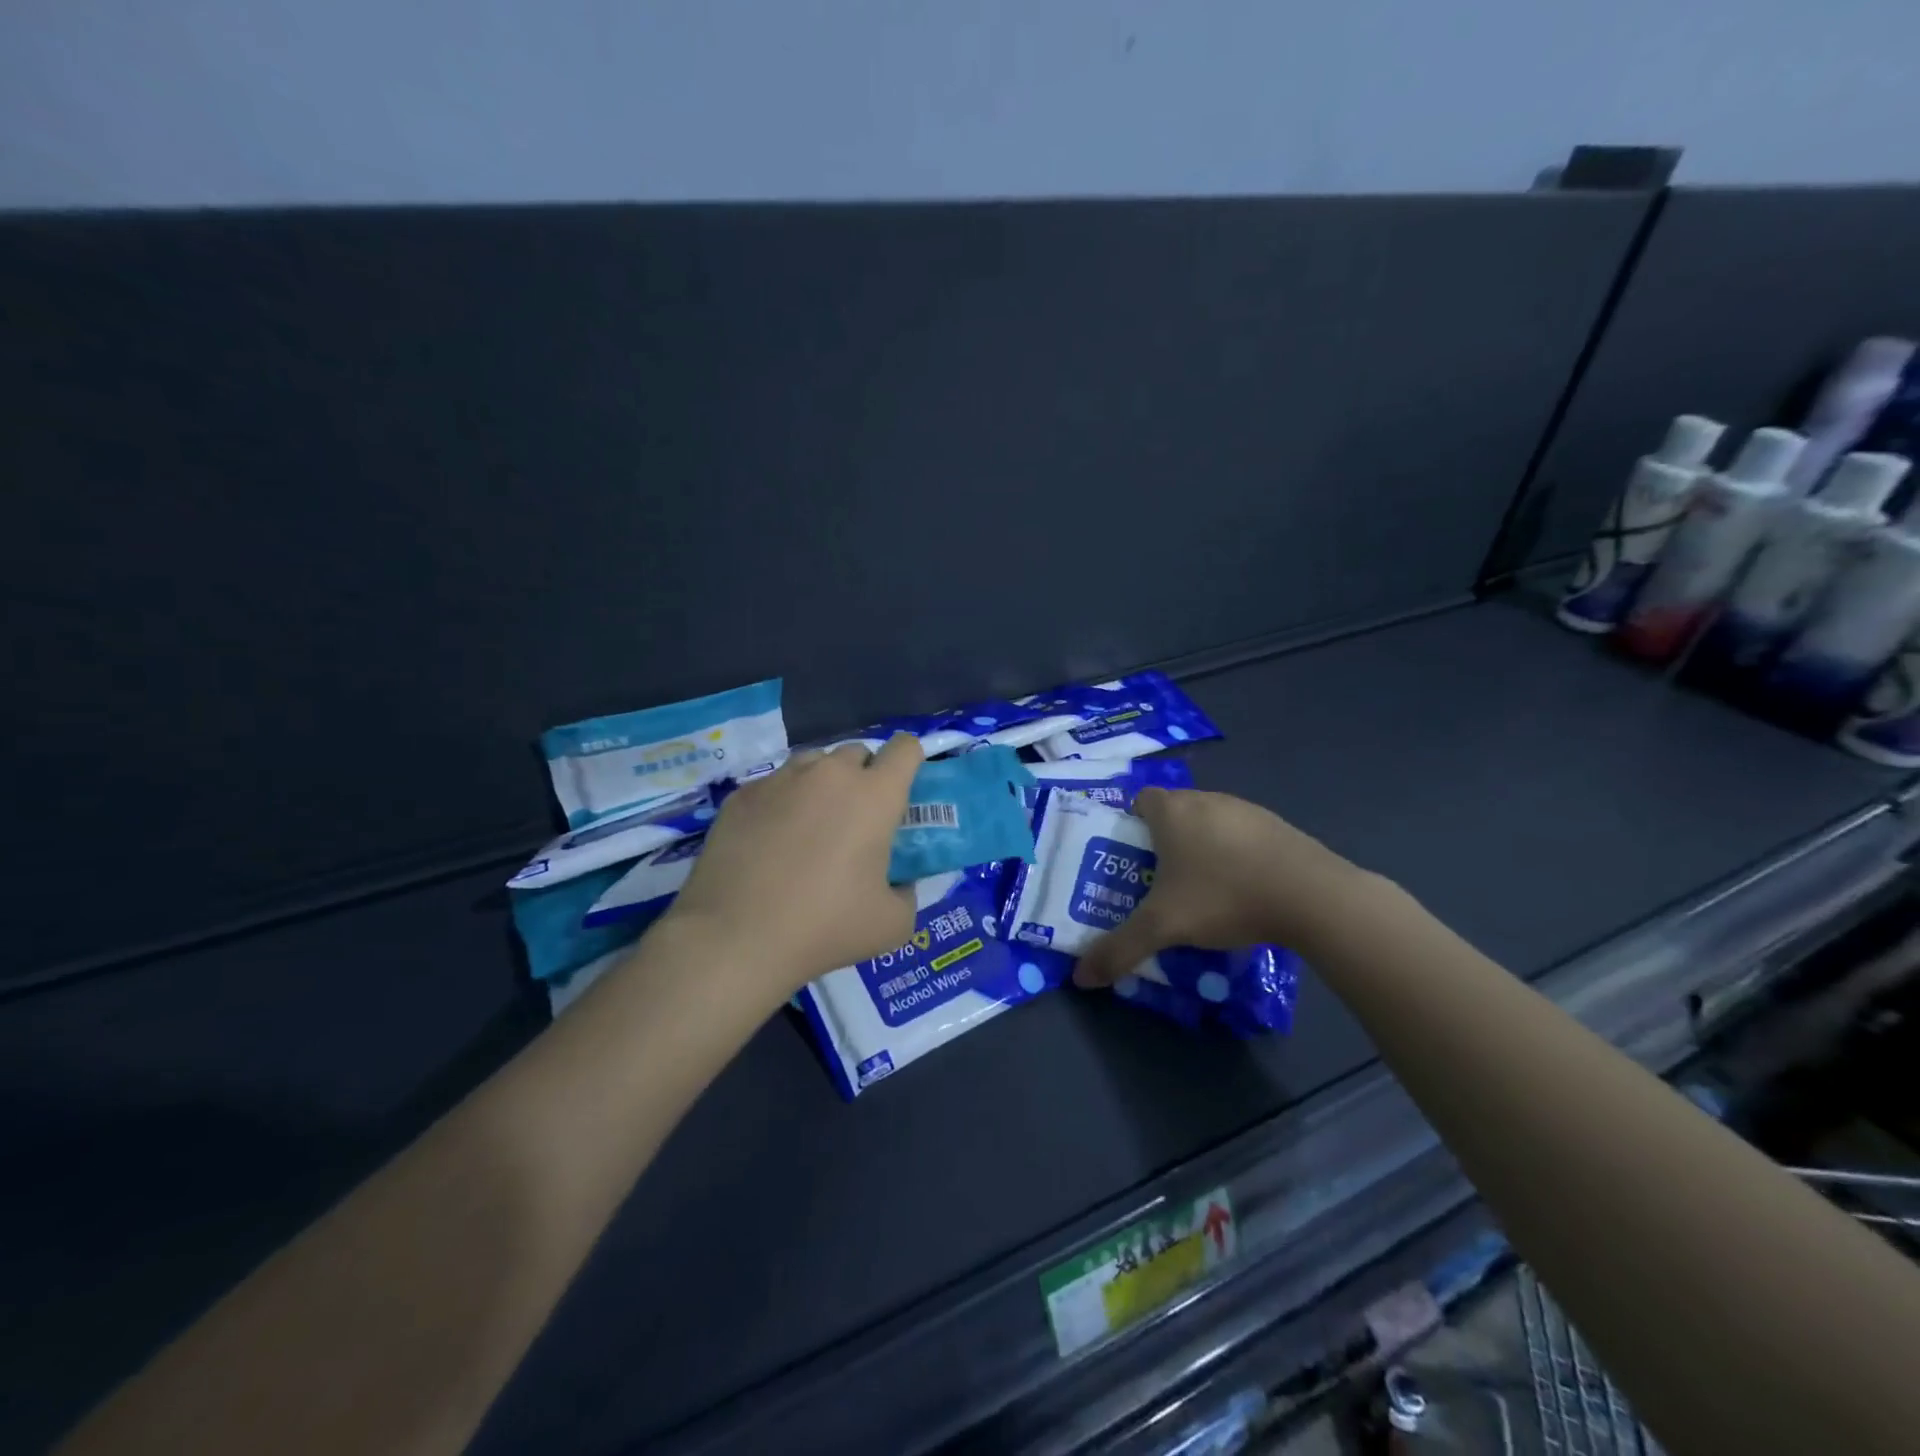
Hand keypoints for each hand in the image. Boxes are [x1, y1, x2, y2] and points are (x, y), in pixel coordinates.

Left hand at [661, 735, 921, 1002]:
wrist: (734, 939)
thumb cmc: (824, 928)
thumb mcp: (892, 924)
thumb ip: (907, 891)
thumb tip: (898, 881)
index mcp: (874, 795)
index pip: (905, 748)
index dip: (910, 761)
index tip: (903, 789)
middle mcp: (829, 774)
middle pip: (857, 752)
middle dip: (864, 776)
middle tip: (857, 820)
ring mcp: (781, 780)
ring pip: (814, 763)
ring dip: (823, 784)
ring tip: (813, 826)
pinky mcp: (742, 795)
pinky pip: (775, 785)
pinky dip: (783, 802)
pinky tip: (771, 841)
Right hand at [1073, 788, 1364, 986]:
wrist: (1311, 896)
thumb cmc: (1224, 897)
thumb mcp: (1163, 927)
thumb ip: (1119, 949)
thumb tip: (1081, 978)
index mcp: (1172, 811)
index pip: (1140, 800)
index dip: (1132, 824)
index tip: (1132, 858)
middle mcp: (1206, 800)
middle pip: (1174, 811)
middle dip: (1164, 841)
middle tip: (1160, 881)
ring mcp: (1246, 810)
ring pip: (1210, 822)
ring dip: (1202, 847)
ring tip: (1203, 891)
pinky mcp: (1278, 826)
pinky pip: (1243, 835)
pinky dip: (1236, 855)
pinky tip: (1244, 890)